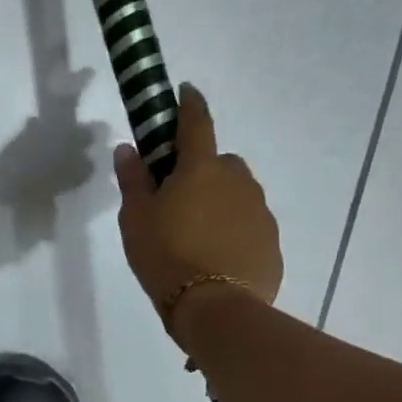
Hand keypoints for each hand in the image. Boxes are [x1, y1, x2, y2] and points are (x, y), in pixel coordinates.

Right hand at [114, 83, 282, 344]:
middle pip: (219, 162)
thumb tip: (128, 148)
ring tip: (197, 234)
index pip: (196, 123)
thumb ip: (133, 180)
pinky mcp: (272, 242)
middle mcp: (238, 181)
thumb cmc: (166, 256)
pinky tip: (217, 256)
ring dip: (220, 201)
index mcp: (201, 168)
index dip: (189, 104)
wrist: (216, 309)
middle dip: (201, 170)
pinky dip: (234, 229)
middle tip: (177, 197)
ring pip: (237, 193)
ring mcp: (260, 212)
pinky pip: (249, 224)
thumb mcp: (135, 218)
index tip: (185, 91)